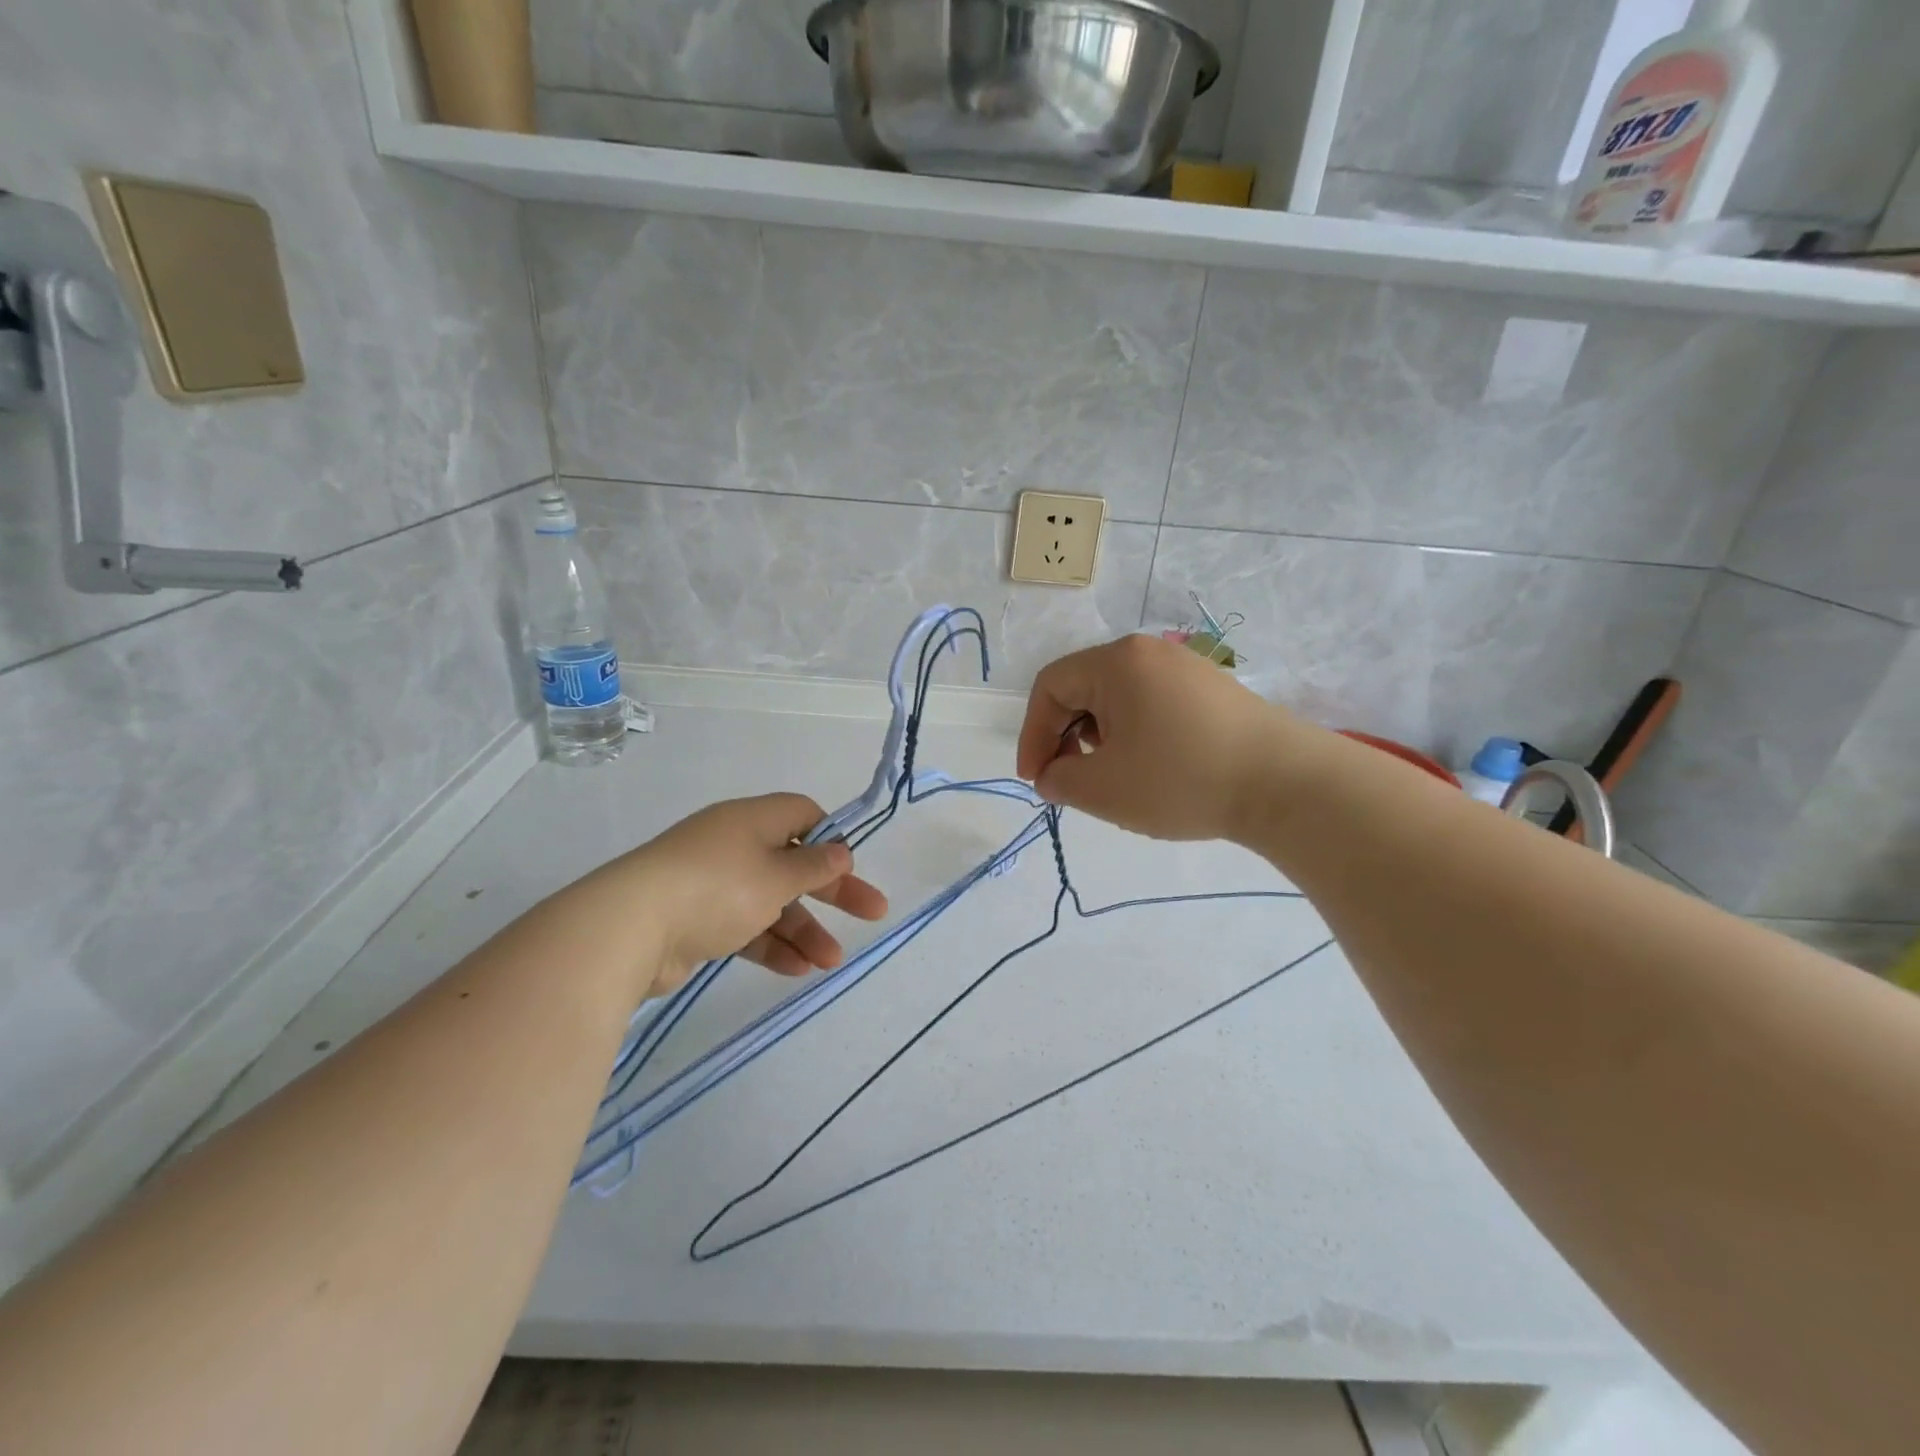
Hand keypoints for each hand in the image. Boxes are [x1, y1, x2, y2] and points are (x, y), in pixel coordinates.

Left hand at [617, 794, 887, 996]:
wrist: (629, 929)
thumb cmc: (717, 888)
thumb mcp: (776, 875)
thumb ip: (813, 866)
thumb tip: (840, 851)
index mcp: (752, 820)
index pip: (802, 814)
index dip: (830, 838)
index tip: (849, 868)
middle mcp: (733, 846)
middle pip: (794, 863)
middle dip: (833, 891)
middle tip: (872, 914)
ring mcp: (712, 884)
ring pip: (771, 901)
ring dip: (804, 929)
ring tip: (830, 962)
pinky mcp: (696, 920)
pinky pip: (745, 927)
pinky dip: (770, 945)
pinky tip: (796, 970)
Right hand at [1016, 634, 1304, 842]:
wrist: (1287, 785)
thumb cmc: (1182, 779)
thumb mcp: (1103, 789)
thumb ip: (1059, 780)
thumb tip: (1052, 775)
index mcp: (1117, 663)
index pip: (1050, 686)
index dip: (1032, 734)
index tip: (1037, 780)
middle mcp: (1149, 653)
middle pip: (1083, 688)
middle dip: (1065, 737)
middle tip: (1071, 781)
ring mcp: (1185, 668)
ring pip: (1117, 698)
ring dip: (1099, 738)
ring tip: (1113, 778)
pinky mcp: (1211, 689)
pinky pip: (1151, 704)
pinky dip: (1134, 734)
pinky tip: (1151, 769)